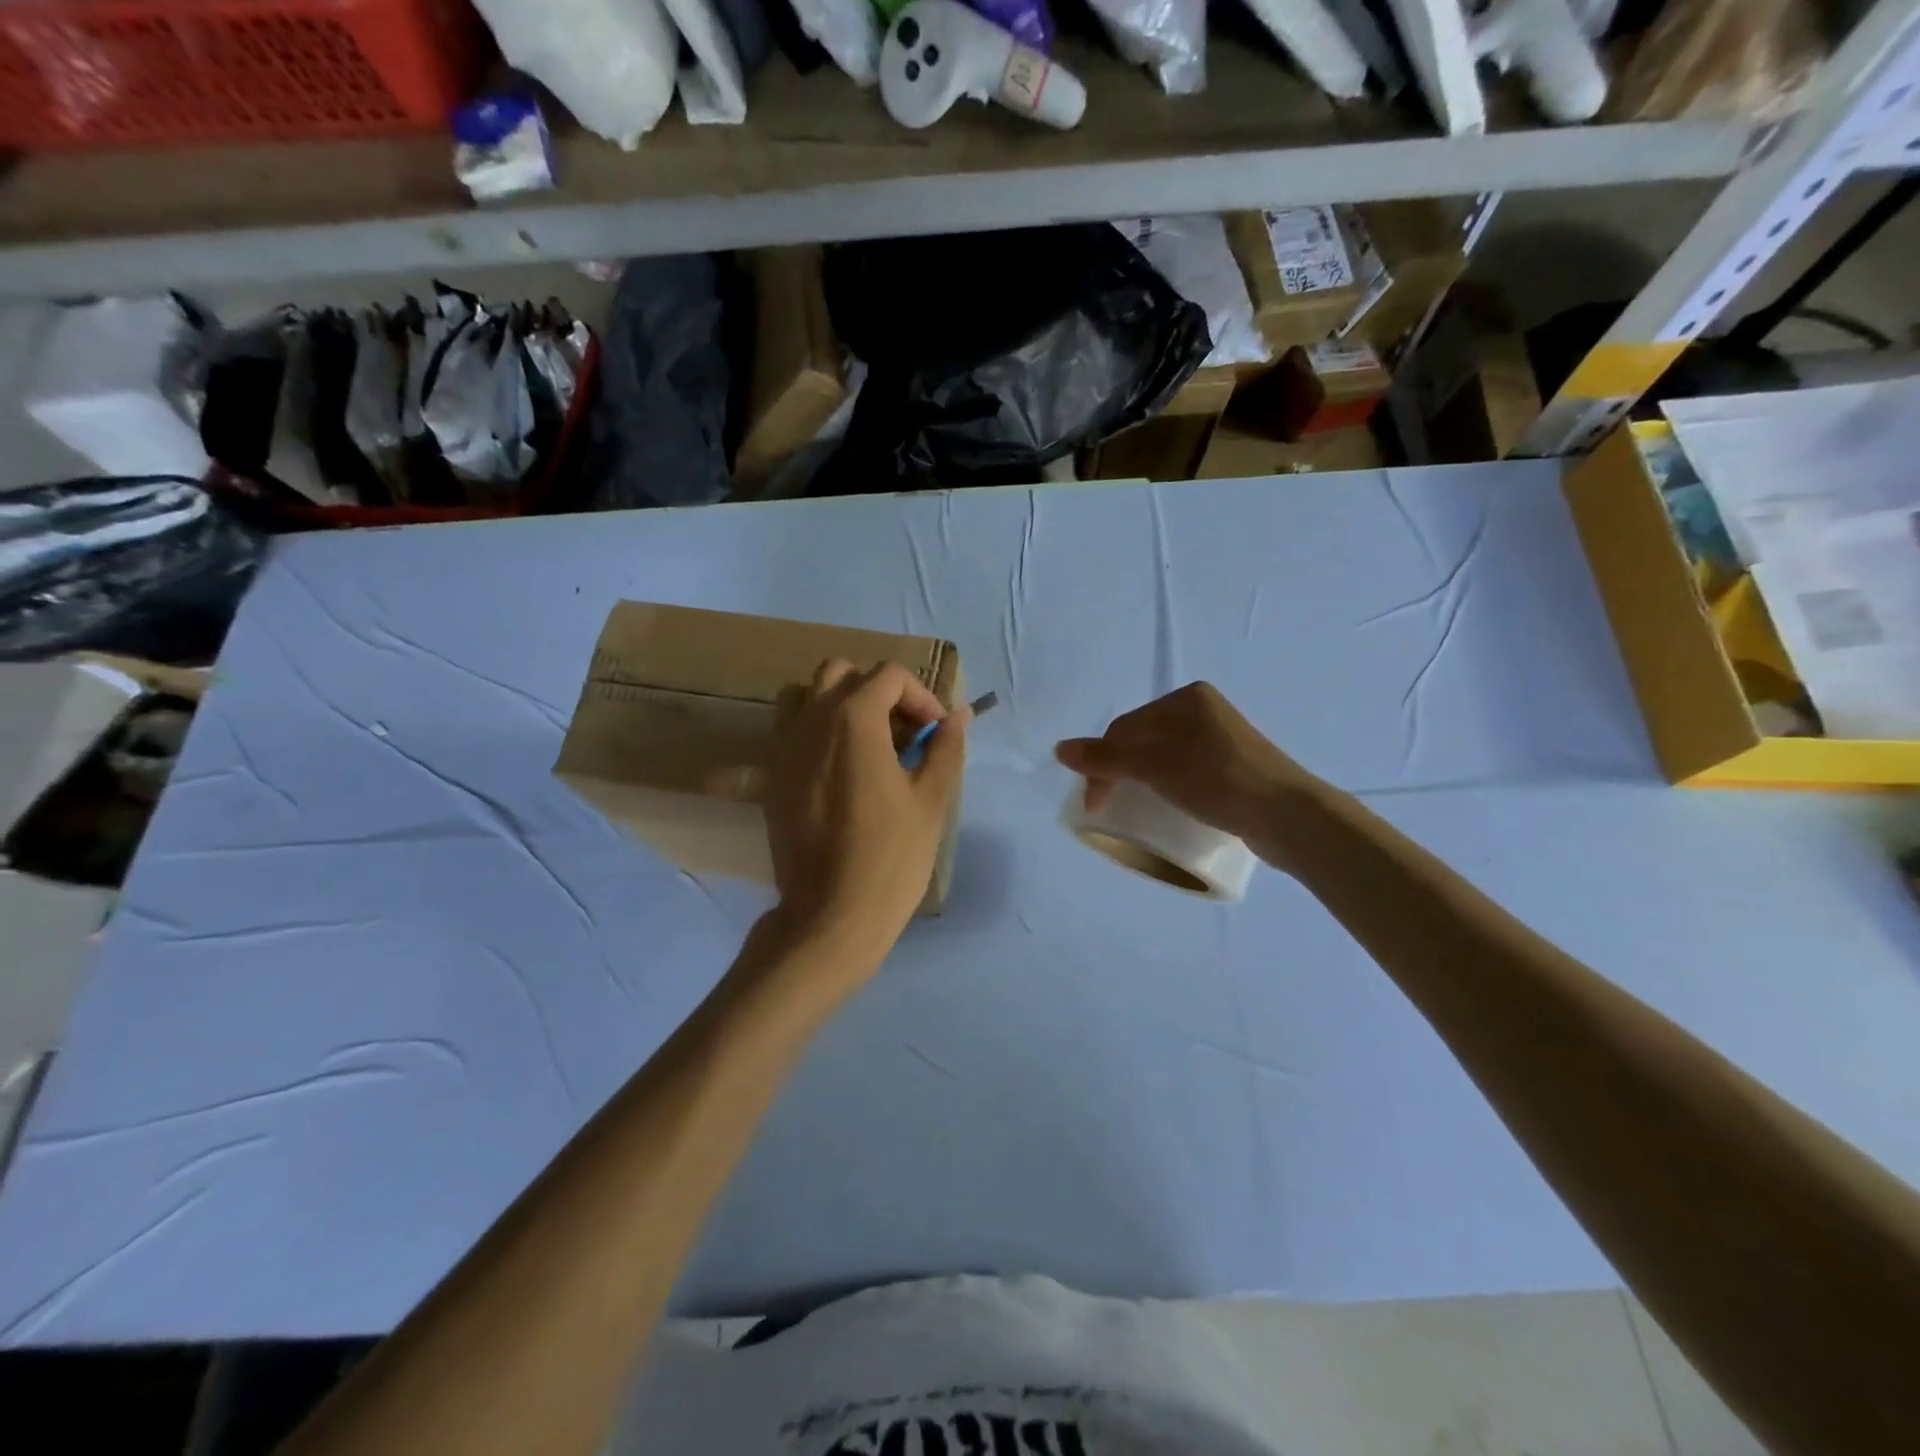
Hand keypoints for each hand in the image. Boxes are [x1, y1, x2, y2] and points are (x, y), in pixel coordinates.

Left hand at [761, 659, 968, 975]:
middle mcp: (811, 720)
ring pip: (806, 694)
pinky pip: (788, 728)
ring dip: (839, 703)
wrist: (829, 915)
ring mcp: (783, 746)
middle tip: (903, 733)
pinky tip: (839, 768)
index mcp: (853, 718)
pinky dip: (814, 729)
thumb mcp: (931, 800)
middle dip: (879, 692)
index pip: (889, 676)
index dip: (921, 697)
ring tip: (867, 742)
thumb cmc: (890, 857)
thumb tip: (959, 715)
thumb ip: (945, 748)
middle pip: (843, 673)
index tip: (936, 734)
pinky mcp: (771, 775)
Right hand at [1055, 682, 1319, 863]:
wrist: (1289, 816)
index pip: (1125, 729)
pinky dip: (1168, 787)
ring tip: (1135, 809)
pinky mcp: (1235, 768)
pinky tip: (1168, 805)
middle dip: (1120, 772)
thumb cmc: (1218, 781)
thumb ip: (1106, 758)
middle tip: (1110, 807)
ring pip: (1164, 758)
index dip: (1102, 764)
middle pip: (1143, 741)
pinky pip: (1186, 772)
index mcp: (1186, 699)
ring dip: (1142, 781)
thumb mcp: (1156, 767)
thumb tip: (1059, 749)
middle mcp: (1203, 712)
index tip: (1096, 805)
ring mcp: (1222, 740)